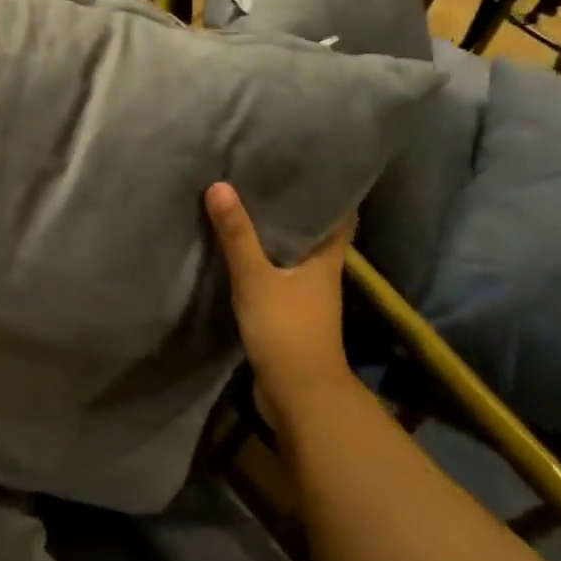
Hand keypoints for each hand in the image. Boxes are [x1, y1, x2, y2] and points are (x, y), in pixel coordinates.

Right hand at [206, 182, 357, 422]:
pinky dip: (262, 258)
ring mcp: (307, 295)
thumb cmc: (287, 330)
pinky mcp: (289, 313)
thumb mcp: (256, 278)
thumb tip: (220, 185)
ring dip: (275, 233)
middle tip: (267, 175)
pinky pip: (276, 274)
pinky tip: (238, 248)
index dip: (332, 190)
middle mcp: (322, 273)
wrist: (298, 395)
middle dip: (295, 207)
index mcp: (327, 259)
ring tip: (247, 202)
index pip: (341, 216)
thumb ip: (237, 235)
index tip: (310, 165)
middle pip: (314, 232)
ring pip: (293, 253)